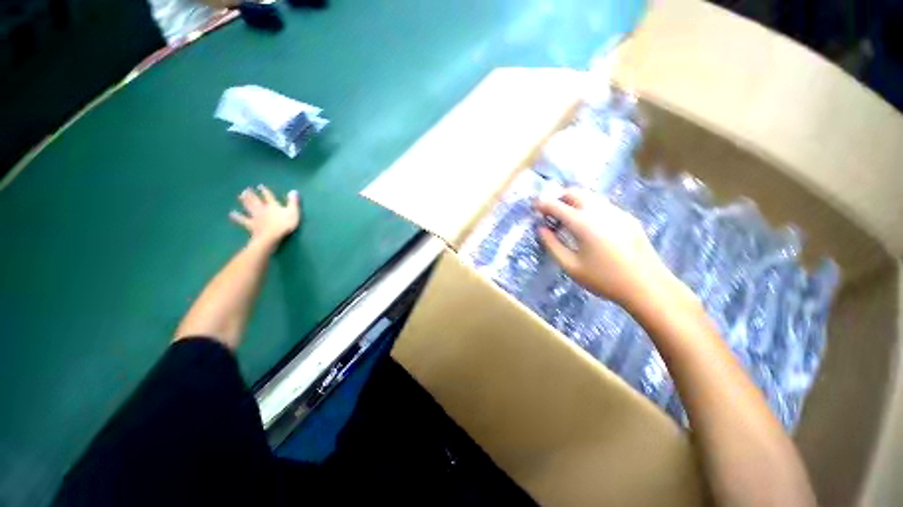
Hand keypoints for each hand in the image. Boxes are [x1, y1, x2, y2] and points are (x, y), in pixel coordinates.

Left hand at [230, 185, 300, 246]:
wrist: (271, 236)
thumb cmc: (284, 224)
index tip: (260, 186)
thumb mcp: (293, 212)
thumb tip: (294, 190)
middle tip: (246, 189)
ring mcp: (255, 216)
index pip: (268, 196)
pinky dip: (237, 217)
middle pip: (256, 200)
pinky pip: (242, 220)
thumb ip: (293, 202)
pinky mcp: (251, 224)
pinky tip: (232, 214)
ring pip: (249, 207)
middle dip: (251, 194)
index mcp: (273, 206)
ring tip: (240, 196)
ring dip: (244, 201)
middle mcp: (262, 209)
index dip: (265, 191)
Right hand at [534, 188, 681, 310]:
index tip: (534, 208)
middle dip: (558, 198)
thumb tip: (541, 229)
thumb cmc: (604, 279)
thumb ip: (552, 245)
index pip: (556, 205)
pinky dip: (589, 209)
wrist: (648, 286)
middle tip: (551, 214)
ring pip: (589, 196)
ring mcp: (617, 211)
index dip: (542, 204)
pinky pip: (602, 205)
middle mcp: (599, 210)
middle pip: (574, 192)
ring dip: (574, 202)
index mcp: (582, 223)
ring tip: (569, 221)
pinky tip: (591, 228)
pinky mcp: (628, 217)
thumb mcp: (571, 266)